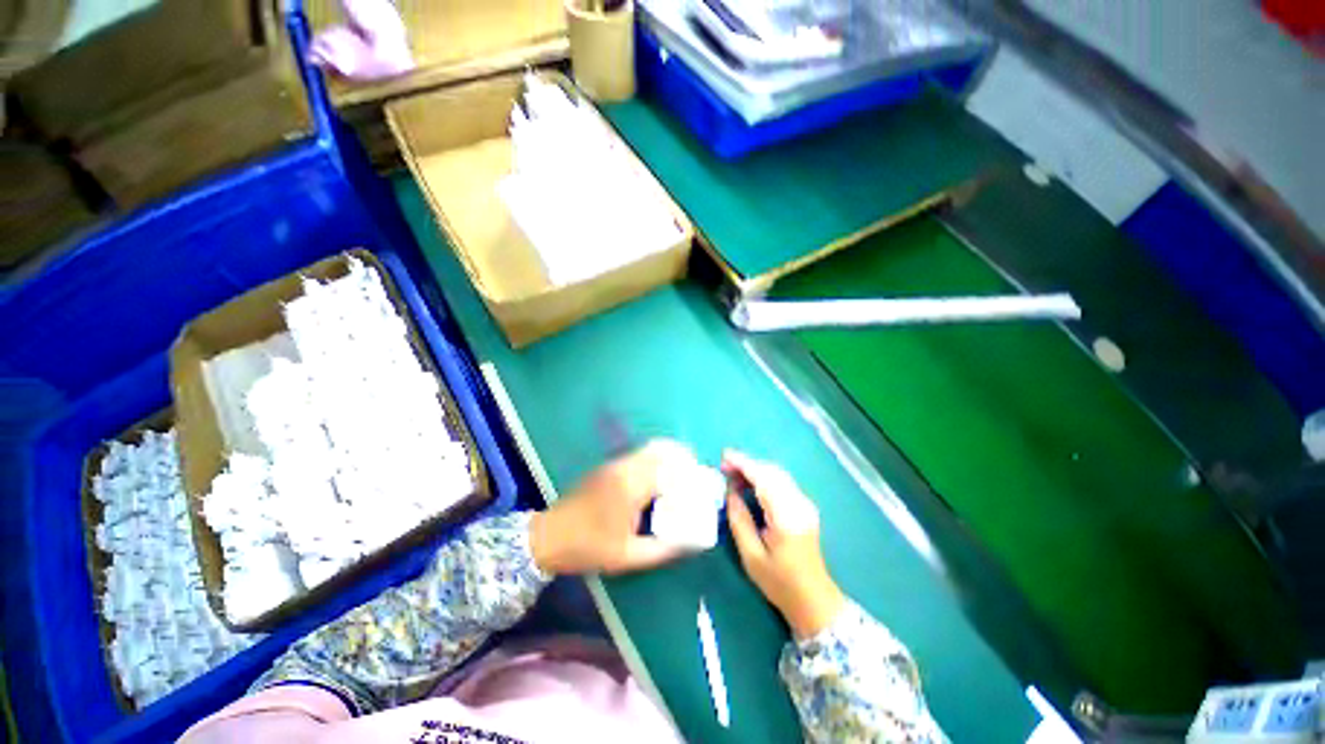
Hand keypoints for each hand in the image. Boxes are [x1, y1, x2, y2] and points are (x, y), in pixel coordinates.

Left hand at [530, 439, 693, 575]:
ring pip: (650, 448)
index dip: (689, 475)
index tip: (702, 485)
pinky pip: (640, 454)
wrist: (549, 535)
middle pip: (662, 449)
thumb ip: (662, 549)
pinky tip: (659, 477)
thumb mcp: (627, 556)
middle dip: (683, 458)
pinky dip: (656, 458)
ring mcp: (616, 463)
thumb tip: (689, 543)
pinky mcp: (609, 466)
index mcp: (632, 486)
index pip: (670, 469)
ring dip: (669, 456)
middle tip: (695, 474)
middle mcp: (625, 467)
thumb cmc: (588, 547)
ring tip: (682, 474)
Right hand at [724, 450, 844, 638]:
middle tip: (724, 466)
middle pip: (772, 472)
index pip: (764, 479)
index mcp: (786, 517)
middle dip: (747, 464)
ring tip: (732, 473)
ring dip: (755, 469)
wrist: (814, 600)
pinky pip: (782, 482)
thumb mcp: (751, 556)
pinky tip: (750, 484)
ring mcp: (805, 504)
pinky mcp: (805, 507)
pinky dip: (764, 477)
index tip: (724, 457)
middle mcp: (799, 504)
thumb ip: (739, 520)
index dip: (743, 464)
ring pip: (778, 474)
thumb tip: (730, 492)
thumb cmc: (779, 583)